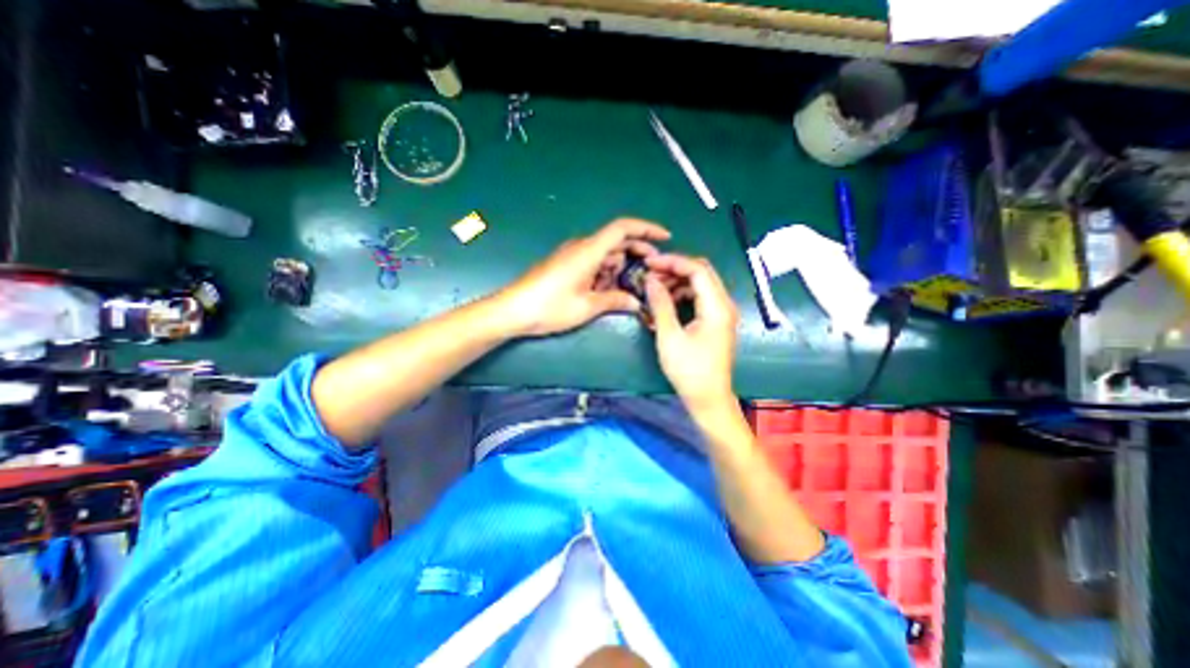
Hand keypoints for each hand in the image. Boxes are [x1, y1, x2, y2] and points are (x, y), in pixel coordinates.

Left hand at [496, 218, 666, 336]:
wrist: (513, 310)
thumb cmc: (550, 306)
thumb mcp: (587, 306)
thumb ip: (615, 301)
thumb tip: (636, 302)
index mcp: (589, 251)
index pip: (622, 228)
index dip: (646, 229)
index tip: (665, 237)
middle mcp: (582, 247)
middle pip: (616, 241)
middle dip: (637, 253)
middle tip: (652, 270)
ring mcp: (572, 256)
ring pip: (605, 254)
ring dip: (620, 268)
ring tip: (631, 288)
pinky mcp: (565, 265)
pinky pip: (593, 263)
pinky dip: (605, 273)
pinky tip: (609, 291)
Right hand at [647, 255, 741, 412]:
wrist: (708, 398)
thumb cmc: (689, 370)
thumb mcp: (669, 336)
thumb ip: (660, 304)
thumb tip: (650, 280)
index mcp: (717, 307)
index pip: (698, 269)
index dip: (673, 262)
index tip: (650, 263)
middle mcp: (724, 305)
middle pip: (701, 273)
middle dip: (675, 269)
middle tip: (651, 274)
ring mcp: (722, 313)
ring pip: (700, 285)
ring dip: (677, 282)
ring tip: (655, 289)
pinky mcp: (716, 322)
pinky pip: (700, 298)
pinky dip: (682, 295)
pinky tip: (665, 303)